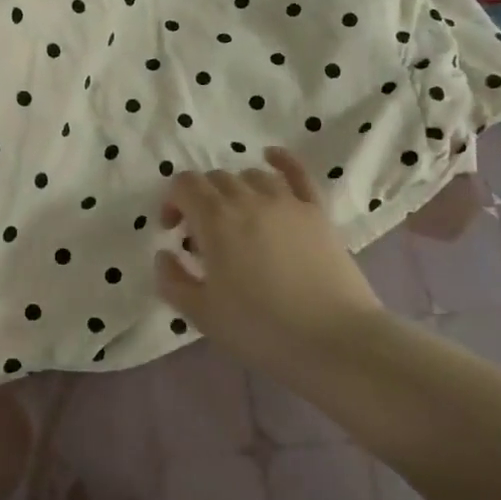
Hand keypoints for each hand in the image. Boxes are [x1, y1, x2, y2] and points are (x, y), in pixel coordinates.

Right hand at [155, 149, 382, 382]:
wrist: (335, 342)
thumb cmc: (261, 329)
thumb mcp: (201, 314)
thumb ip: (172, 279)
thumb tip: (165, 253)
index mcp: (215, 219)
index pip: (184, 185)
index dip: (172, 201)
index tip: (174, 231)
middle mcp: (248, 199)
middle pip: (215, 179)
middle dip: (201, 199)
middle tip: (204, 235)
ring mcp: (287, 201)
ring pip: (251, 175)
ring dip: (235, 190)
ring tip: (237, 218)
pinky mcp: (317, 211)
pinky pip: (297, 172)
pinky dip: (280, 160)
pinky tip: (271, 157)